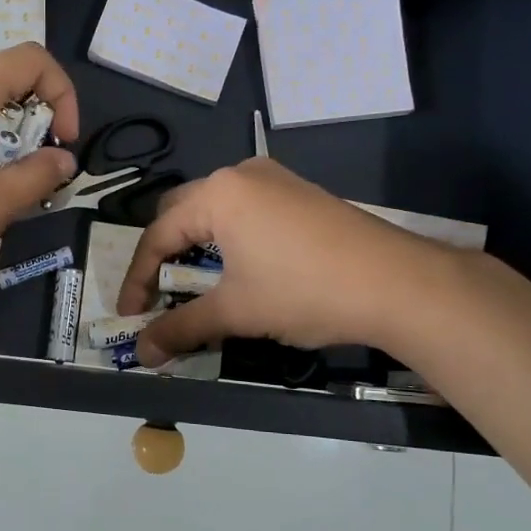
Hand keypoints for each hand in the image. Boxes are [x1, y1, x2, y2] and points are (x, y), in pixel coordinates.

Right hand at [116, 158, 450, 365]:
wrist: (399, 284)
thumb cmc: (304, 291)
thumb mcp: (236, 312)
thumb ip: (182, 329)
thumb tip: (143, 355)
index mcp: (218, 193)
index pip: (157, 236)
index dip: (137, 280)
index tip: (131, 316)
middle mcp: (241, 174)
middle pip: (181, 214)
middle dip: (164, 257)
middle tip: (159, 296)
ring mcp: (275, 180)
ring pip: (215, 211)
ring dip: (197, 248)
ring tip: (197, 286)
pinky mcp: (299, 194)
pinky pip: (246, 211)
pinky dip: (229, 240)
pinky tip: (239, 270)